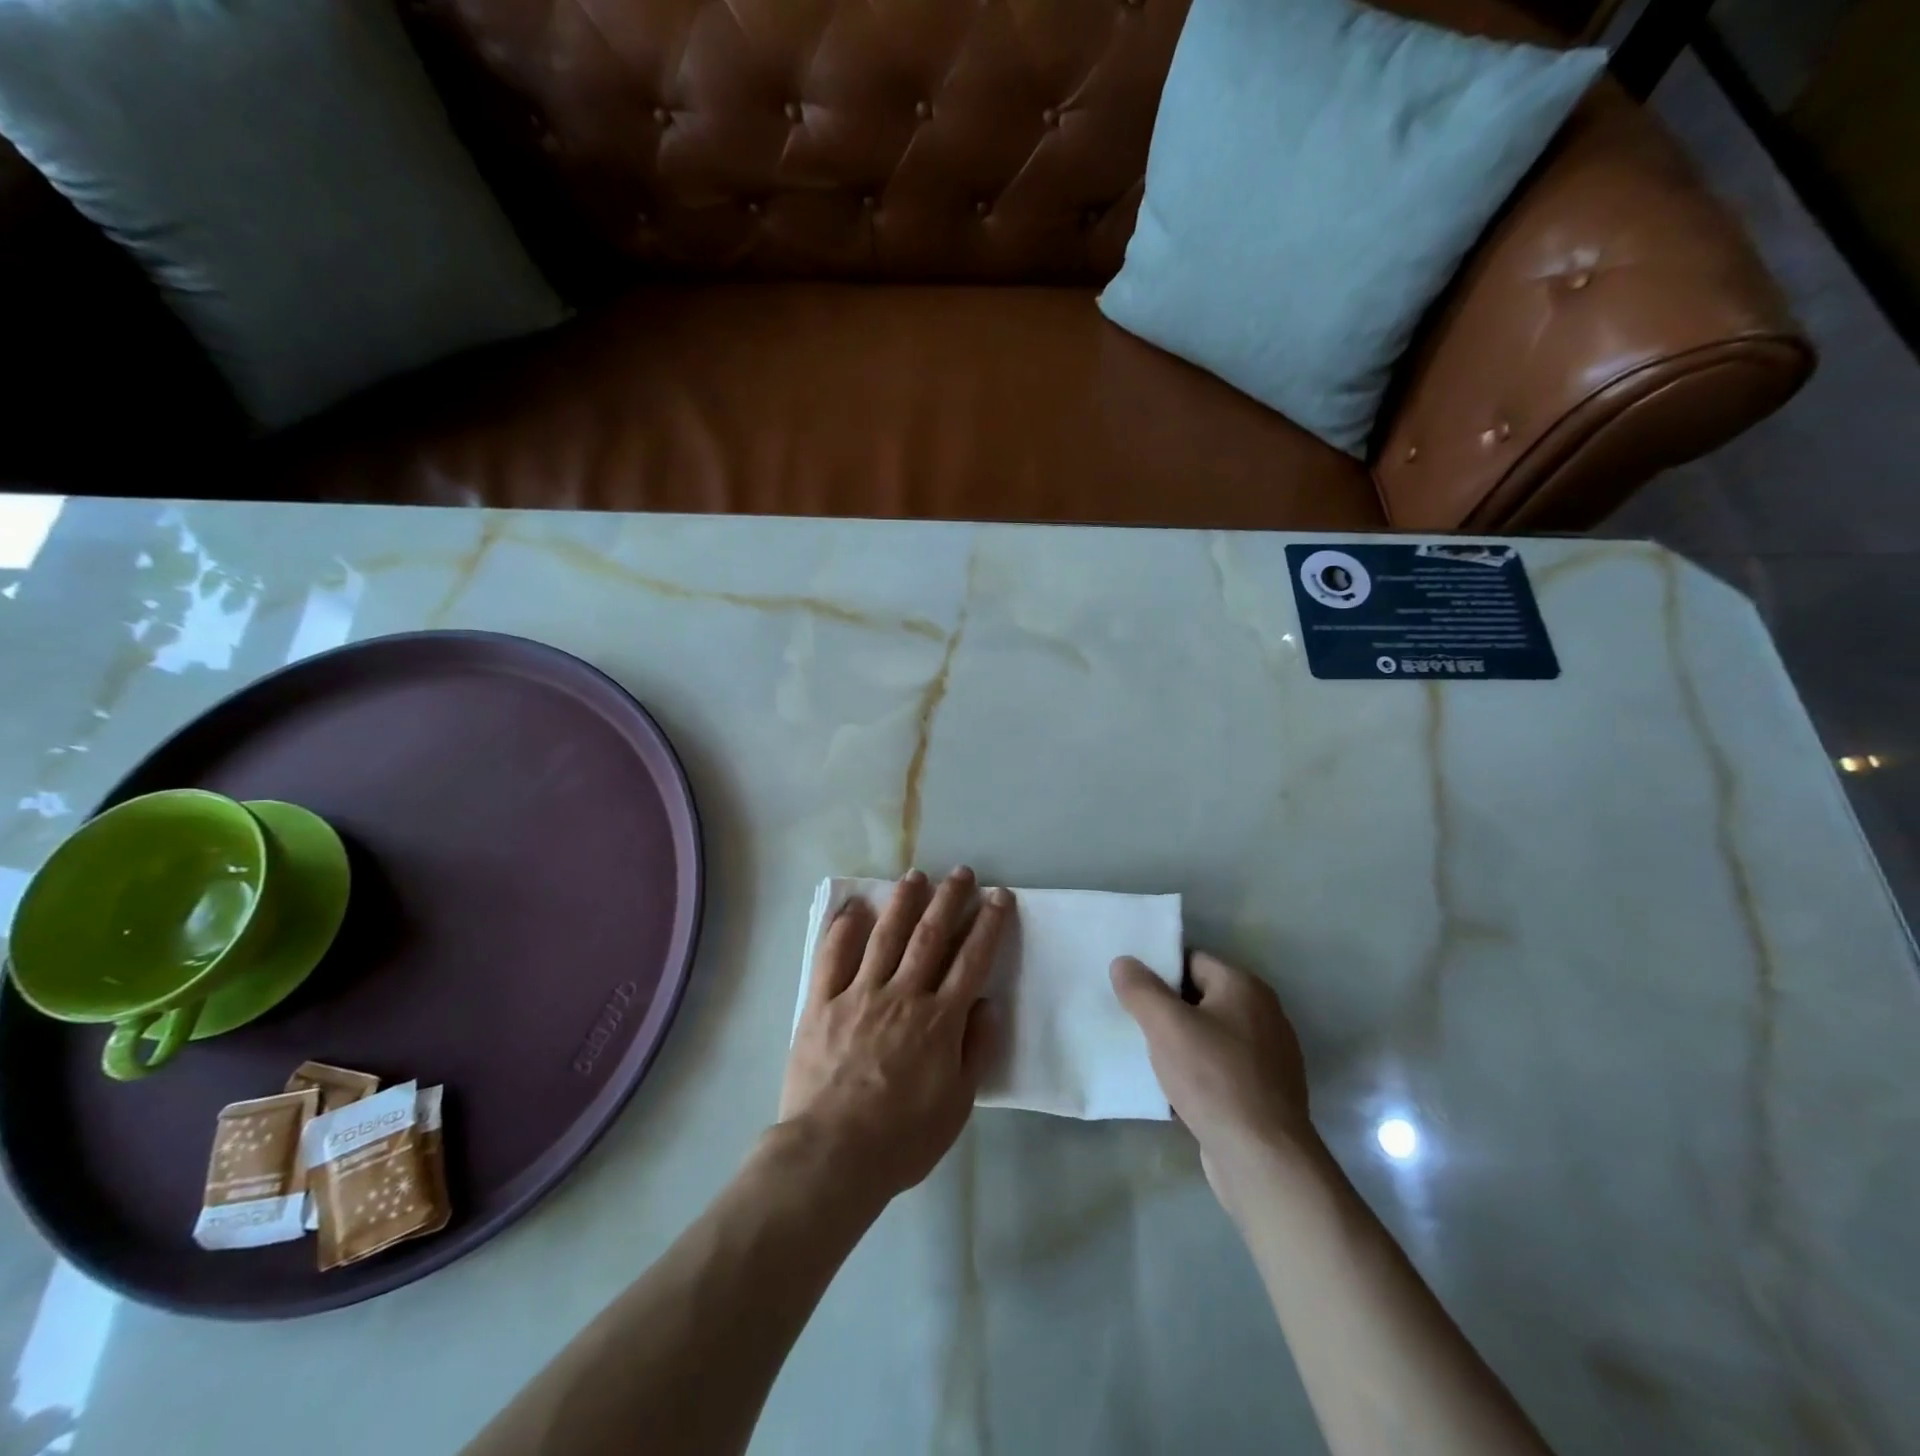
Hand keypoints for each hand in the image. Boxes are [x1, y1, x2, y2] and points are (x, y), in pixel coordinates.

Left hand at [781, 867, 1010, 1201]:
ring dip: (904, 902)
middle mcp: (902, 995)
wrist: (832, 1155)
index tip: (998, 896)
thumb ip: (975, 1050)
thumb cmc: (902, 1139)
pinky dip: (843, 929)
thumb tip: (987, 1002)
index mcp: (939, 1020)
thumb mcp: (957, 1104)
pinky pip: (832, 957)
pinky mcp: (822, 1003)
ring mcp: (859, 995)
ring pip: (886, 936)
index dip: (988, 924)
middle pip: (931, 936)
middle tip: (962, 872)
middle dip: (949, 900)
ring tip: (916, 875)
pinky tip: (854, 908)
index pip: (971, 960)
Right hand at [1111, 952, 1318, 1209]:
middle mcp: (1263, 1014)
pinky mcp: (1264, 1093)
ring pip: (1210, 1035)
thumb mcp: (1166, 1025)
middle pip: (1202, 997)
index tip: (1130, 987)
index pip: (1192, 959)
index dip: (1159, 970)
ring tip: (1146, 1054)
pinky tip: (1173, 1088)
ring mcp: (1268, 1056)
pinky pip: (1221, 1068)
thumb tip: (1124, 962)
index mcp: (1245, 987)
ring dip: (1180, 1042)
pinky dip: (1197, 1072)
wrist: (1263, 1160)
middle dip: (1167, 1008)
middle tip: (1132, 1019)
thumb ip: (1141, 988)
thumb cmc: (1214, 1078)